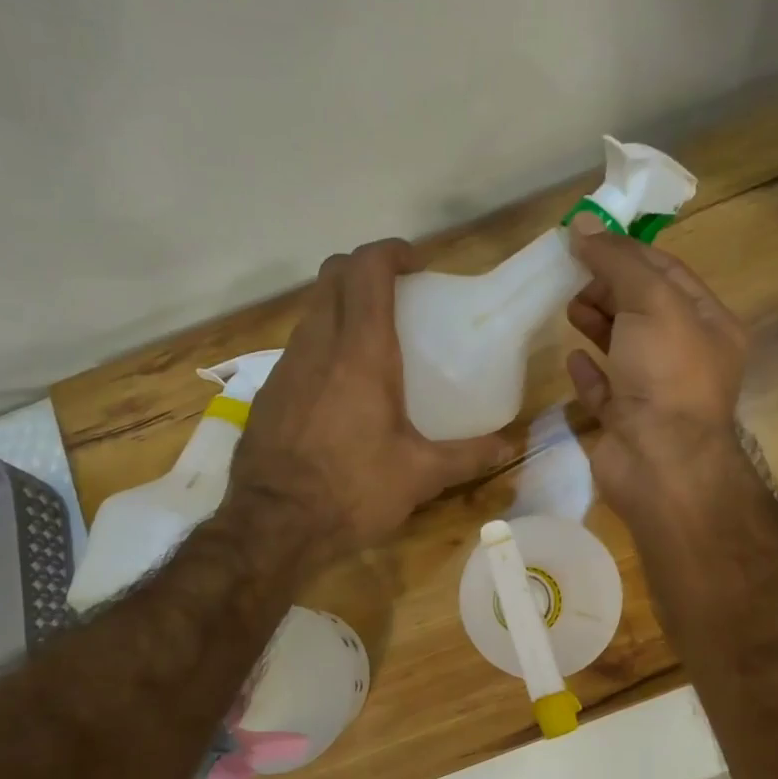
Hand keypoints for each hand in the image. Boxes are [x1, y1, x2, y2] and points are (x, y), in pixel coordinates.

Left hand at [226, 239, 510, 568]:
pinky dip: (323, 343)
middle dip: (364, 269)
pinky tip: (341, 386)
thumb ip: (469, 456)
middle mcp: (318, 346)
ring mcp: (286, 367)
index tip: (417, 264)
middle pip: (332, 276)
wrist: (272, 527)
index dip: (391, 251)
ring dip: (342, 305)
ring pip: (312, 310)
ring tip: (374, 339)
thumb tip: (509, 447)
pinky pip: (299, 347)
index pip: (367, 270)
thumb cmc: (352, 491)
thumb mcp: (420, 475)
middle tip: (399, 295)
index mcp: (361, 353)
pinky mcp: (268, 392)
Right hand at [564, 216, 748, 521]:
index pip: (668, 273)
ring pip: (624, 348)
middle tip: (573, 279)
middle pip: (643, 309)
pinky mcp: (627, 423)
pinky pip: (606, 391)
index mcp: (708, 324)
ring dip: (597, 324)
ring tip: (568, 309)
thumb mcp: (651, 302)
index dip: (628, 253)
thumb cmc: (666, 374)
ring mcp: (655, 393)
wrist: (660, 464)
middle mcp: (686, 357)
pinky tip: (572, 360)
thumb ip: (618, 262)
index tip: (586, 240)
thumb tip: (582, 225)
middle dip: (609, 289)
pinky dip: (589, 373)